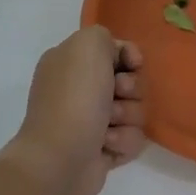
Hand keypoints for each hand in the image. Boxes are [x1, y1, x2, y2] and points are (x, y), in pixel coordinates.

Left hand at [5, 27, 146, 194]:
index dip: (129, 56)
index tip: (134, 64)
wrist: (60, 158)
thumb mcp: (88, 44)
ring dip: (128, 116)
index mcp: (71, 62)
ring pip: (135, 110)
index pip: (114, 51)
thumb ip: (105, 37)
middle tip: (117, 94)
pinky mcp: (103, 149)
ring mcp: (91, 121)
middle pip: (130, 81)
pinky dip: (124, 140)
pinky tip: (106, 145)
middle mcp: (79, 89)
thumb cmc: (75, 97)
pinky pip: (132, 138)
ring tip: (107, 127)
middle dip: (131, 88)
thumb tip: (116, 59)